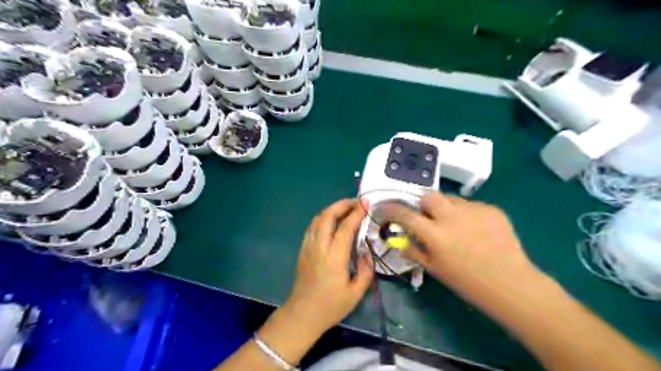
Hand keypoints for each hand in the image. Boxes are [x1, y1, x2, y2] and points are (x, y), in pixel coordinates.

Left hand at [281, 200, 373, 335]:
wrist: (302, 315)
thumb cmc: (330, 306)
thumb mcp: (355, 293)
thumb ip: (365, 271)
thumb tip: (366, 253)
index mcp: (334, 257)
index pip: (345, 227)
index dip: (356, 212)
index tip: (365, 203)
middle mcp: (319, 246)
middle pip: (327, 216)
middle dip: (342, 204)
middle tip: (356, 202)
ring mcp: (308, 246)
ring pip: (318, 219)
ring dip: (332, 209)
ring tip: (345, 209)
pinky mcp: (303, 250)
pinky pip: (312, 227)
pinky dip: (323, 218)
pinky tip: (331, 222)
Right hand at [388, 192, 542, 308]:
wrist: (511, 284)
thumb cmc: (467, 282)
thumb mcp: (434, 268)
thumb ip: (413, 250)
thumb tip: (399, 238)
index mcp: (435, 235)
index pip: (404, 214)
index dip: (391, 209)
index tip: (385, 207)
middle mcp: (452, 217)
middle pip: (428, 195)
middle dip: (422, 203)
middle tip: (426, 216)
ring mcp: (474, 210)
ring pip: (450, 199)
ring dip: (445, 208)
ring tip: (454, 224)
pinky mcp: (491, 209)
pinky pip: (470, 205)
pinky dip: (466, 214)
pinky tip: (475, 229)